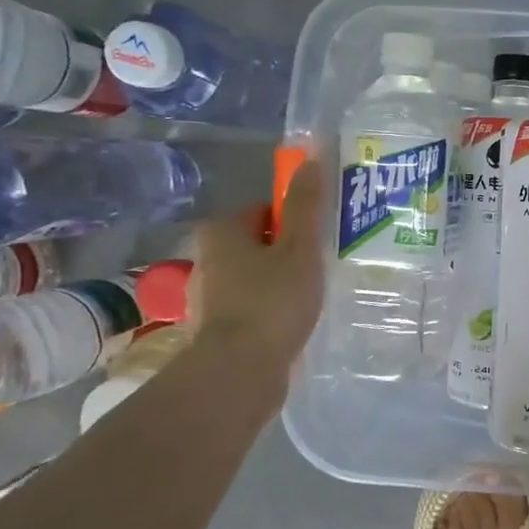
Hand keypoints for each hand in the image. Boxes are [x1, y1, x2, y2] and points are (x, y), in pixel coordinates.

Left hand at [190, 156, 327, 370]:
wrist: (239, 371)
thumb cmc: (272, 302)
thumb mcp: (300, 248)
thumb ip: (307, 205)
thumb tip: (313, 157)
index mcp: (220, 232)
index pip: (265, 211)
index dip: (296, 222)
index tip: (321, 240)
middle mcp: (206, 259)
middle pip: (260, 244)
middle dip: (290, 253)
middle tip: (323, 268)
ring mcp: (209, 296)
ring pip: (256, 277)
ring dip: (282, 284)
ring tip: (314, 298)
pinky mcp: (218, 328)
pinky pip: (253, 306)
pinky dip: (273, 310)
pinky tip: (295, 323)